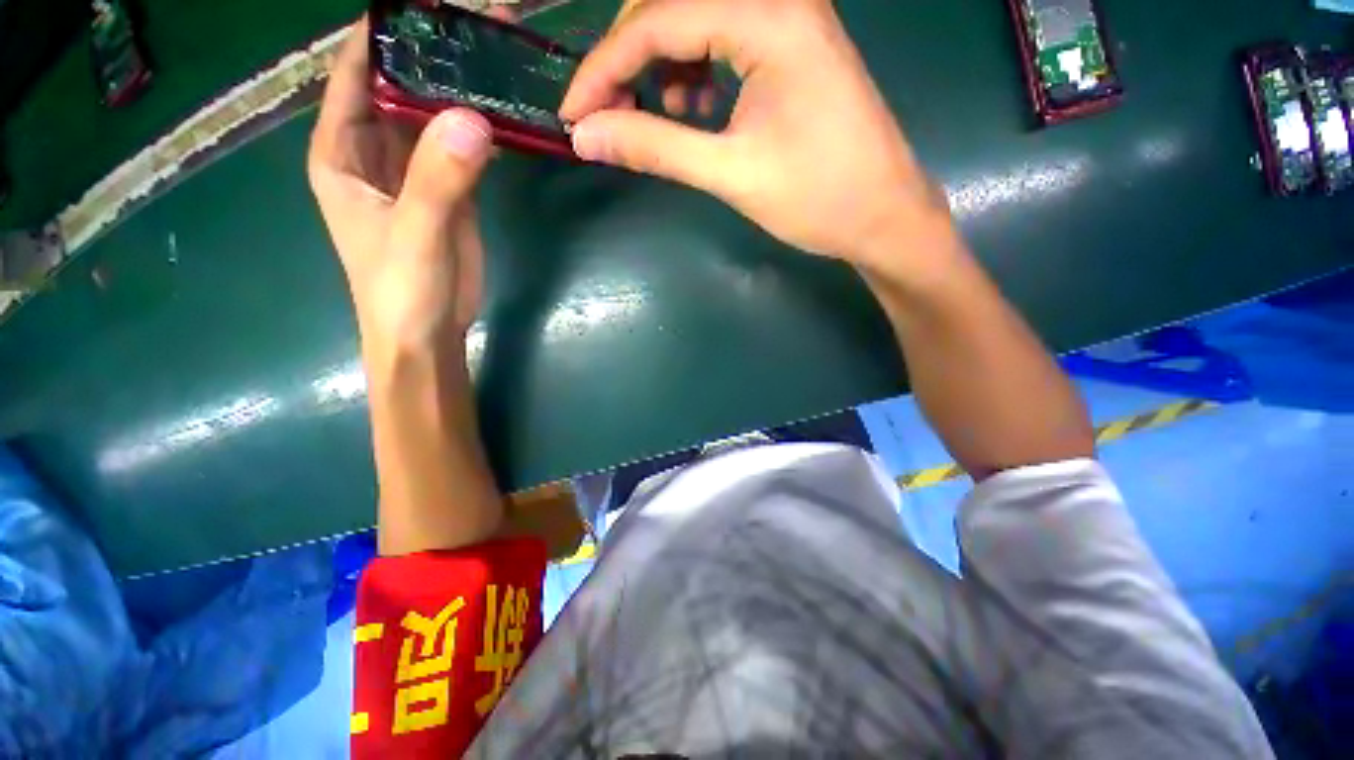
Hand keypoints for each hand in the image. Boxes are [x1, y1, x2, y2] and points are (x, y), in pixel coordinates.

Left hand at [308, 18, 494, 346]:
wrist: (429, 334)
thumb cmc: (401, 289)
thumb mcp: (414, 232)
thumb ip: (439, 179)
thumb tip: (475, 119)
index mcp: (342, 152)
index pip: (355, 74)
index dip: (381, 35)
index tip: (422, 4)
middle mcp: (374, 152)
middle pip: (398, 87)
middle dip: (430, 56)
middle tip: (476, 24)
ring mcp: (415, 171)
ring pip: (432, 115)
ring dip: (459, 90)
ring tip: (495, 57)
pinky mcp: (449, 191)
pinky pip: (460, 147)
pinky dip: (479, 128)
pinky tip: (503, 111)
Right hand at [561, 0, 955, 277]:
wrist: (881, 216)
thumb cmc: (816, 198)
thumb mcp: (730, 173)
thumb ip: (655, 147)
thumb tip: (587, 136)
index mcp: (769, 18)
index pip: (657, 22)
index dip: (603, 70)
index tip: (574, 115)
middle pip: (674, 6)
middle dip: (630, 61)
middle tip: (613, 115)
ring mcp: (790, 17)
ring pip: (697, 18)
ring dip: (664, 64)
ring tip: (666, 117)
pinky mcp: (793, 44)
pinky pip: (724, 36)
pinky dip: (696, 70)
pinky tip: (698, 109)